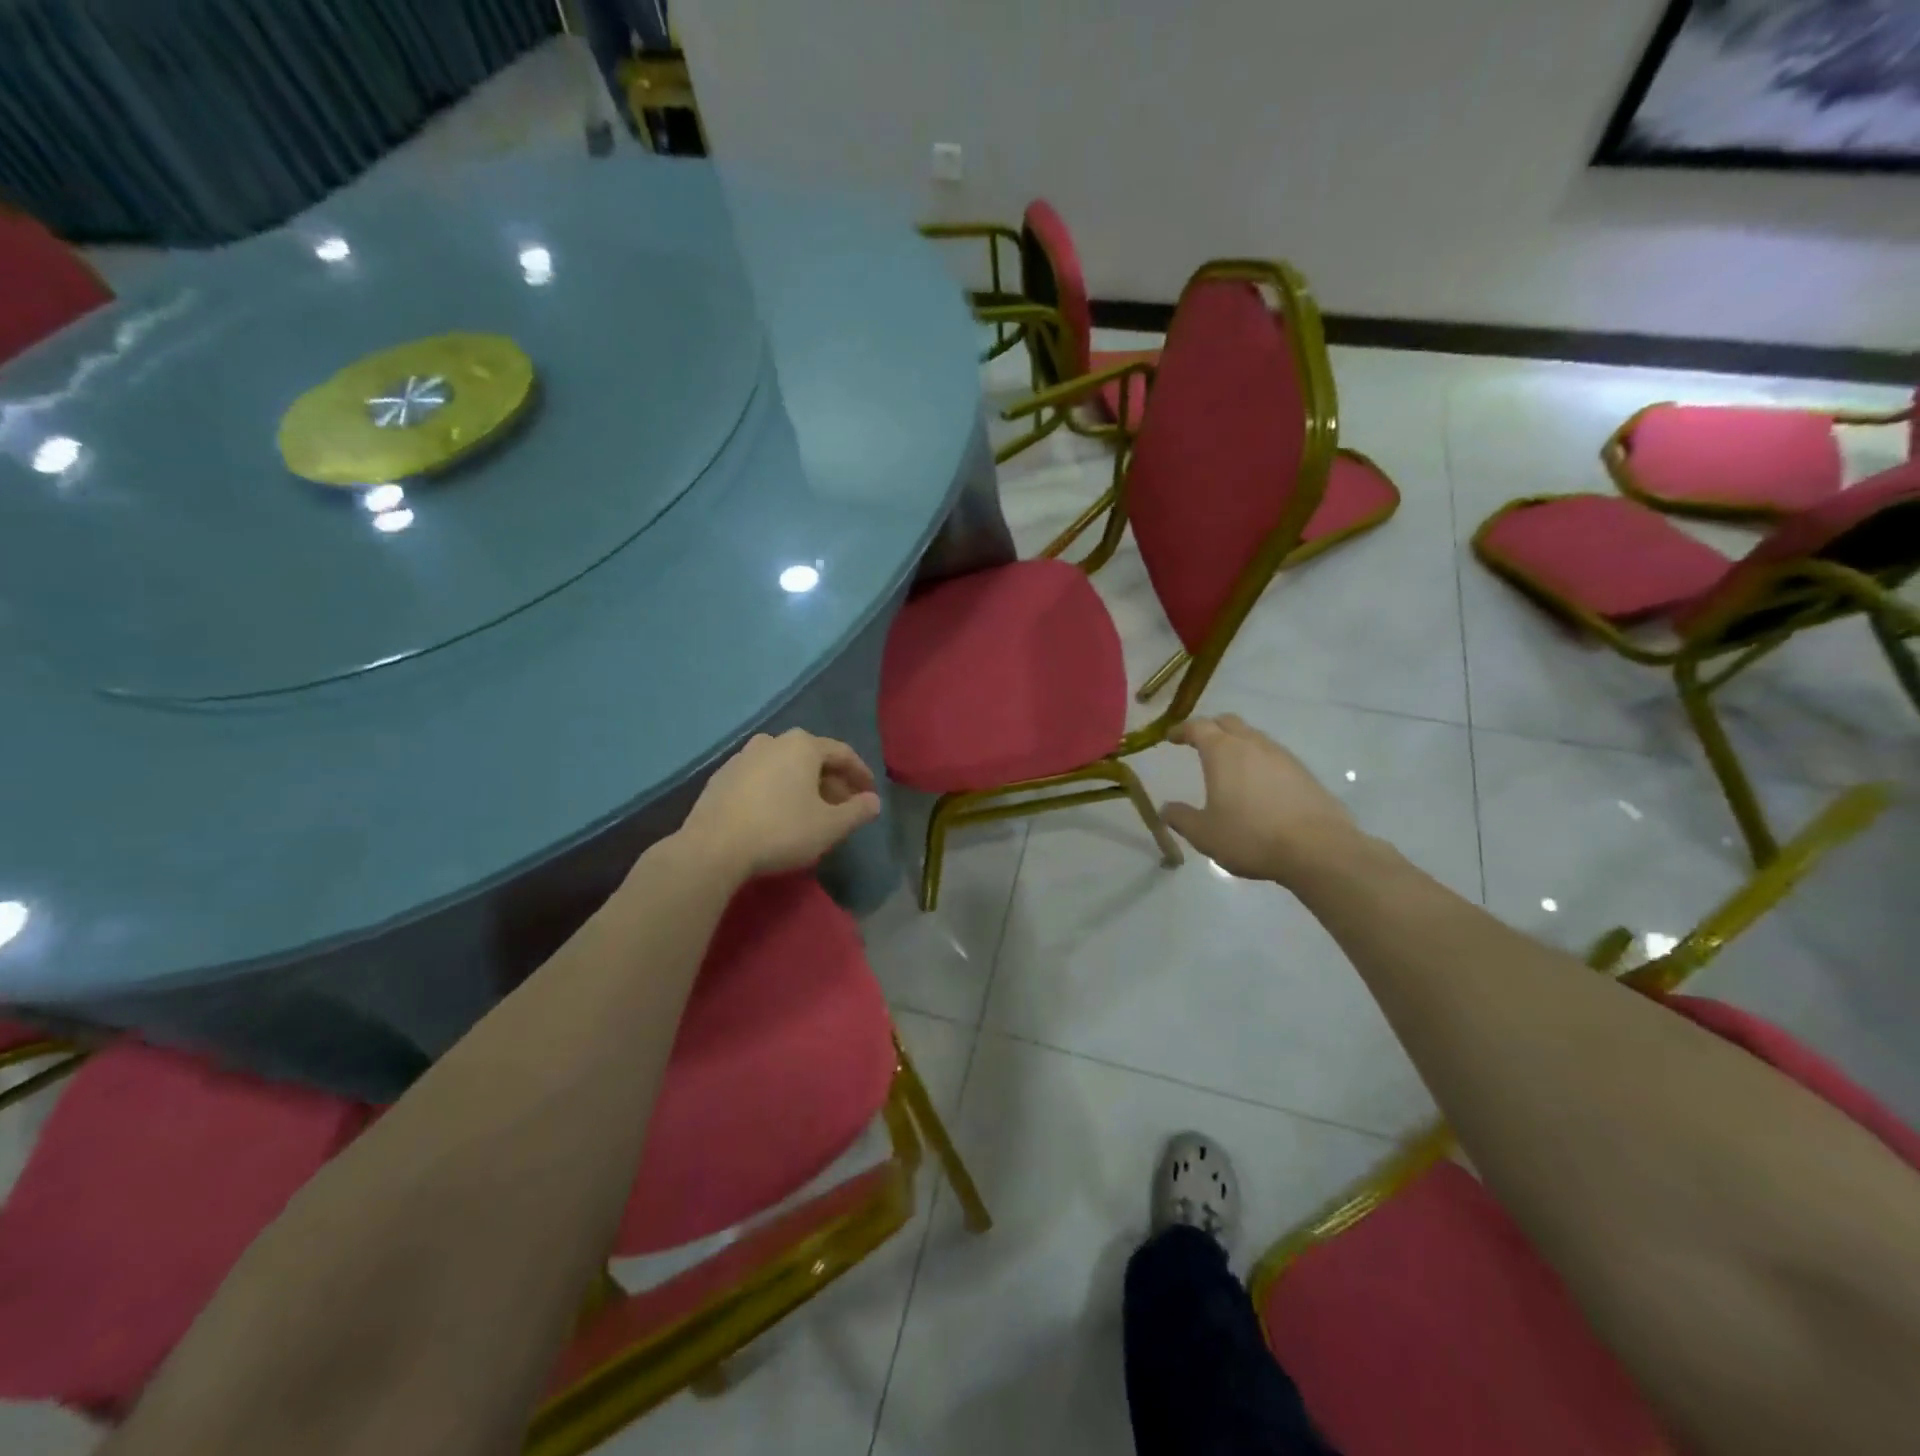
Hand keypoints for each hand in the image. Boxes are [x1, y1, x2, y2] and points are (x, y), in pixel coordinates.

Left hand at [676, 730, 882, 880]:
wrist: (712, 848)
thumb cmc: (781, 831)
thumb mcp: (830, 826)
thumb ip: (857, 811)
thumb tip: (873, 802)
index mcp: (802, 745)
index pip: (842, 753)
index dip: (860, 774)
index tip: (869, 793)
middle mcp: (772, 741)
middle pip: (812, 757)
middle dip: (831, 781)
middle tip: (842, 806)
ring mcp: (743, 757)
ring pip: (784, 766)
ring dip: (803, 785)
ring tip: (810, 811)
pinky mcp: (721, 776)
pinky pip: (760, 777)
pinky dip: (776, 790)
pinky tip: (777, 813)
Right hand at [1161, 715, 1363, 885]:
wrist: (1318, 849)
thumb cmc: (1251, 837)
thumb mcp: (1204, 834)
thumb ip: (1181, 818)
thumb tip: (1166, 809)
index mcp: (1223, 752)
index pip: (1198, 727)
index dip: (1182, 730)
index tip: (1171, 737)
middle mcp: (1253, 744)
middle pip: (1228, 723)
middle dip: (1211, 728)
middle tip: (1198, 743)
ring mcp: (1282, 756)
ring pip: (1253, 737)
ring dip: (1237, 743)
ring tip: (1229, 765)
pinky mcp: (1304, 772)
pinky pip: (1273, 756)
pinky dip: (1259, 761)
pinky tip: (1258, 785)